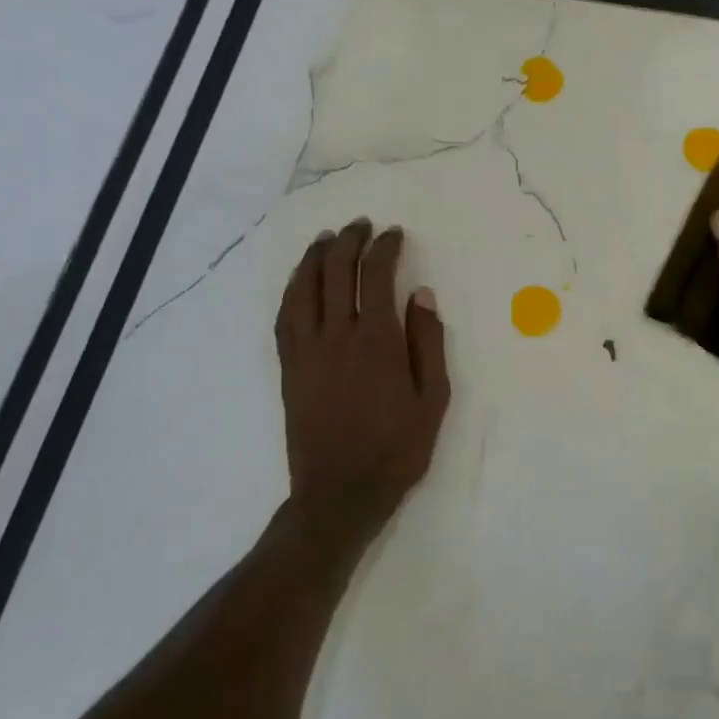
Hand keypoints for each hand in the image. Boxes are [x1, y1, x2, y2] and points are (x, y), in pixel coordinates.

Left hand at [274, 220, 450, 562]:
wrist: (341, 492)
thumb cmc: (397, 448)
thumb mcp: (433, 398)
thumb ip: (427, 343)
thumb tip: (422, 295)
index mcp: (377, 341)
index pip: (376, 276)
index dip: (385, 248)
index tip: (394, 234)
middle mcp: (336, 336)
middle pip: (336, 273)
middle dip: (349, 242)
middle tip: (361, 226)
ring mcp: (307, 351)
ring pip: (304, 289)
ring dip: (315, 257)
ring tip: (327, 239)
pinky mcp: (290, 367)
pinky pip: (285, 316)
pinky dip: (292, 290)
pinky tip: (300, 281)